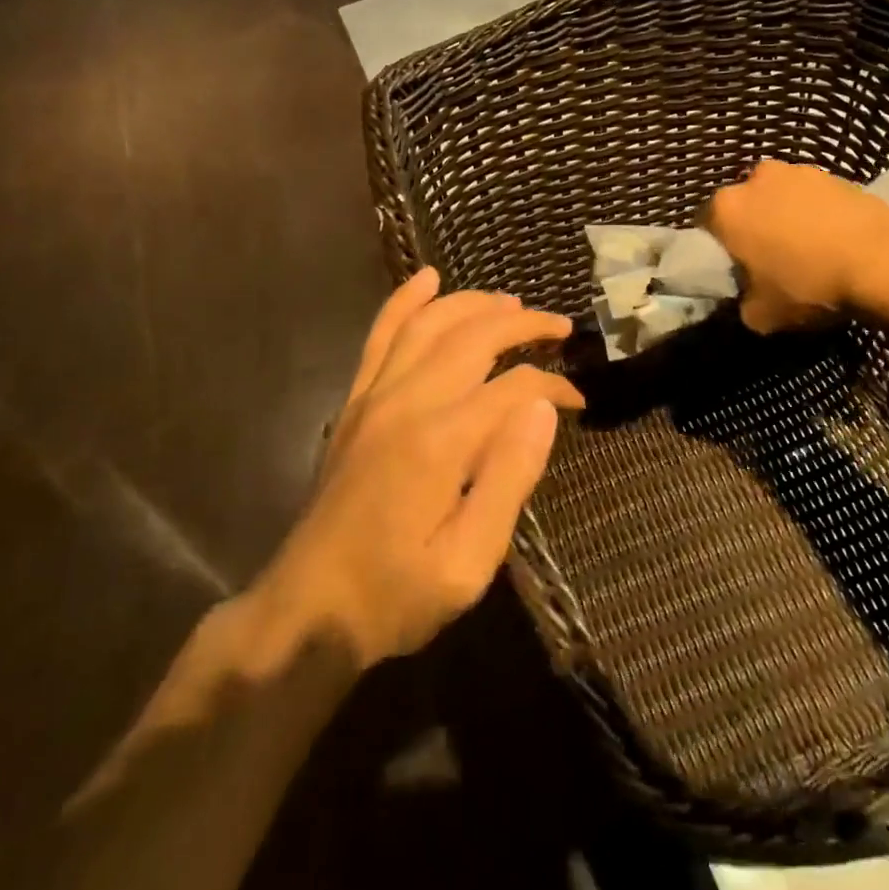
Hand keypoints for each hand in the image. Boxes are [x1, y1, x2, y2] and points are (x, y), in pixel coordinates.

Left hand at [263, 268, 583, 668]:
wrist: (308, 609)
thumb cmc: (396, 595)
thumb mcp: (468, 563)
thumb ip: (509, 480)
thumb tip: (544, 409)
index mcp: (441, 440)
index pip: (514, 385)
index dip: (554, 384)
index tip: (580, 401)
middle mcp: (406, 401)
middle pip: (474, 336)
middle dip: (523, 324)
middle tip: (561, 327)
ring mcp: (374, 396)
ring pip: (429, 323)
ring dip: (473, 303)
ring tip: (511, 303)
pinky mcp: (354, 403)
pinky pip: (380, 336)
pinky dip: (405, 302)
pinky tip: (426, 280)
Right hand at [707, 160, 888, 332]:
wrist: (882, 259)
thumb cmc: (808, 285)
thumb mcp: (761, 315)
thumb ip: (743, 303)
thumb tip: (749, 298)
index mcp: (726, 209)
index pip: (707, 229)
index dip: (721, 252)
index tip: (737, 271)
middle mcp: (754, 179)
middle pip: (744, 207)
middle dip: (752, 228)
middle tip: (770, 260)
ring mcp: (796, 171)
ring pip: (779, 199)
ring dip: (785, 218)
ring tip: (807, 250)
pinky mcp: (835, 173)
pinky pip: (812, 198)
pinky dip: (816, 214)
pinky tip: (832, 241)